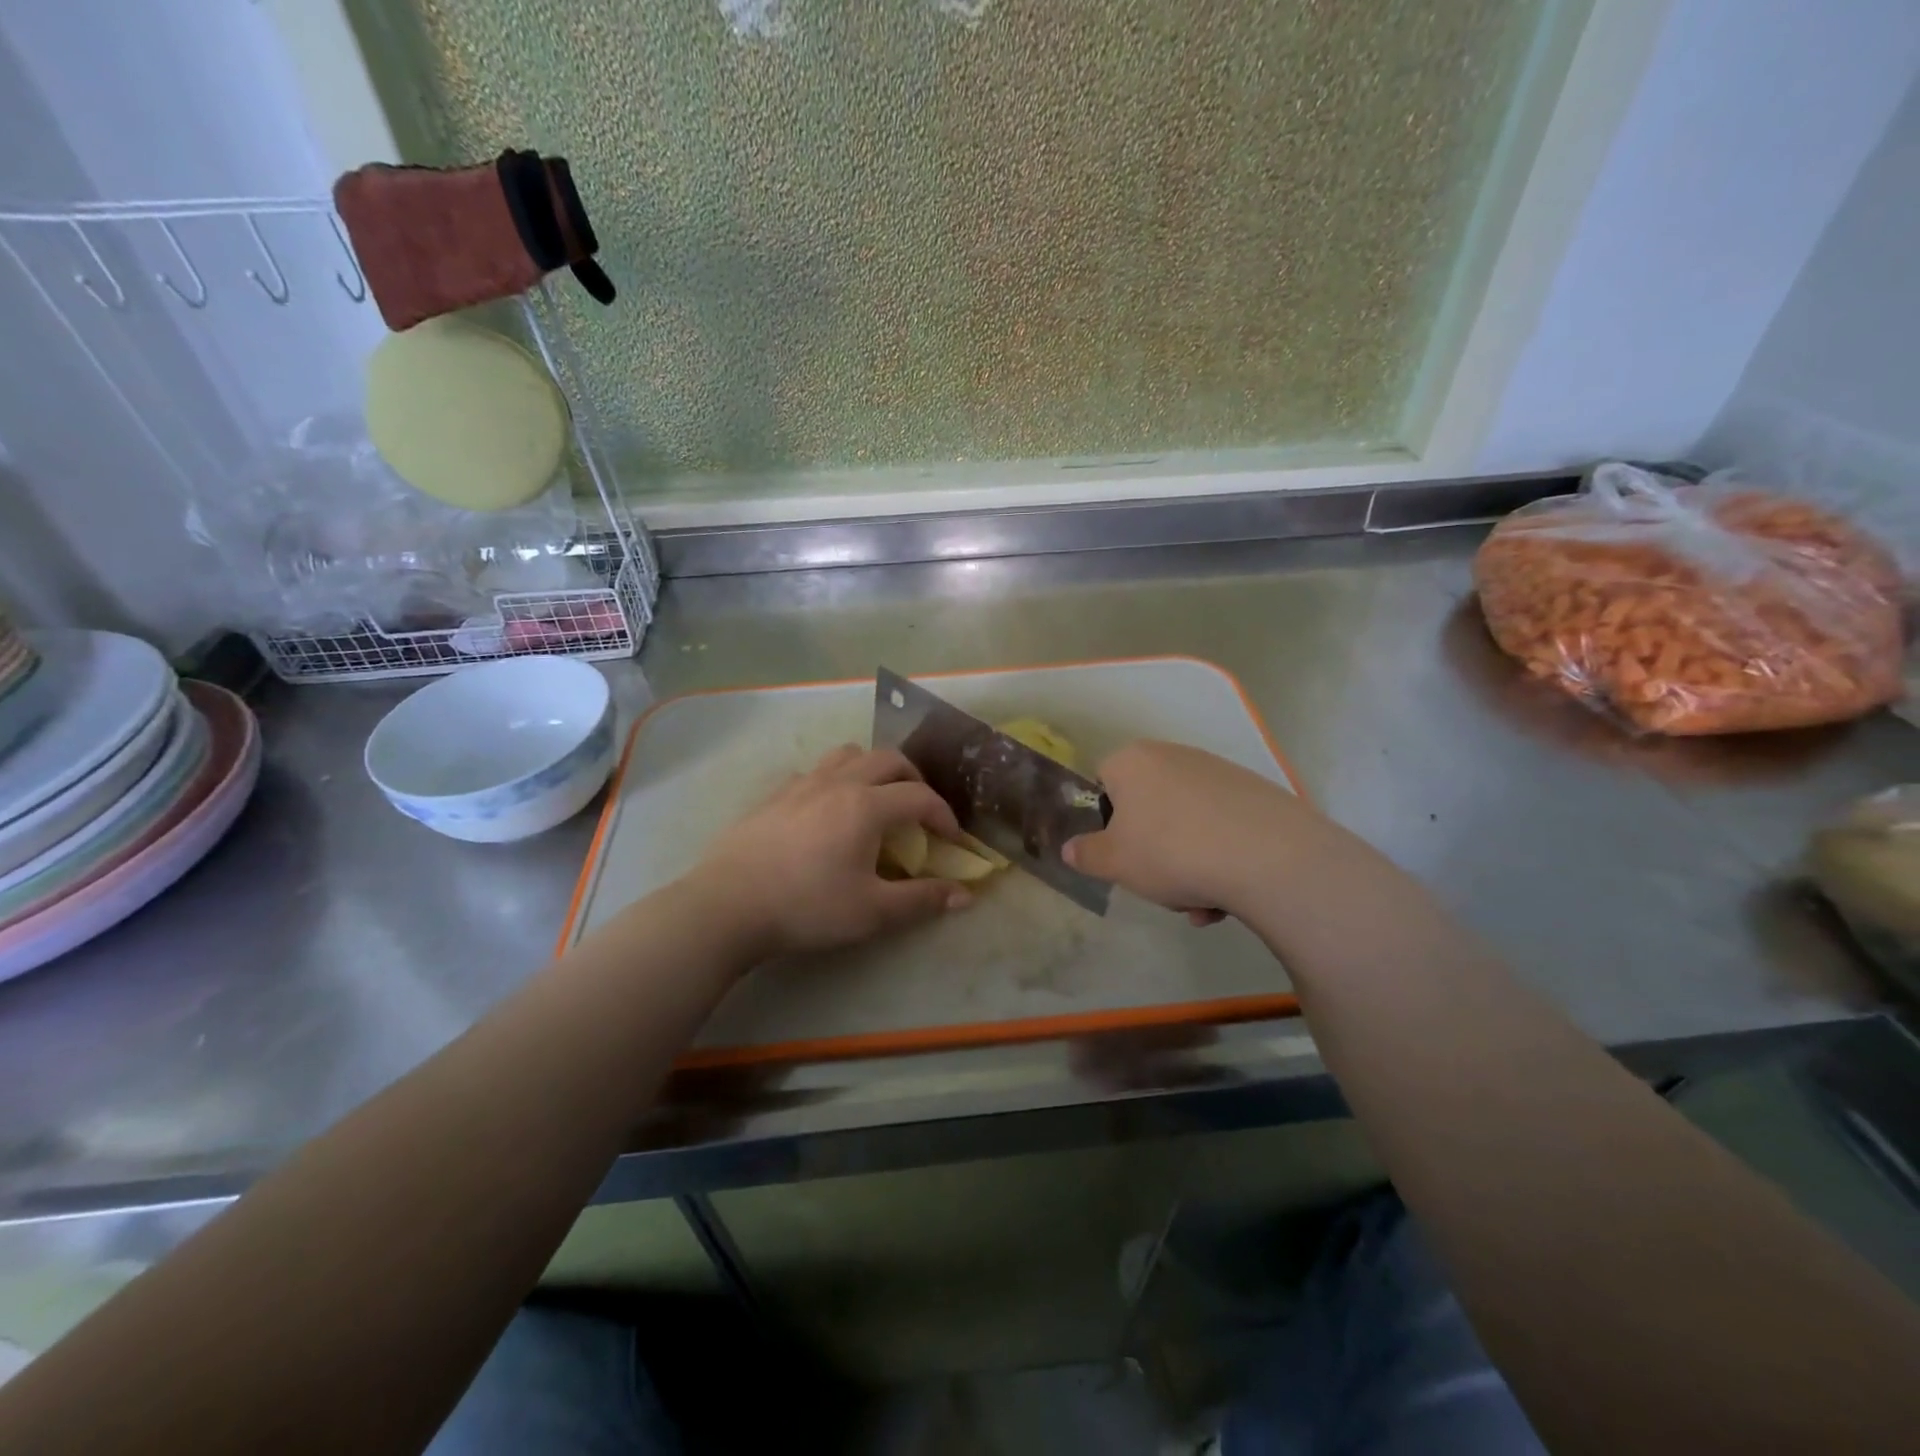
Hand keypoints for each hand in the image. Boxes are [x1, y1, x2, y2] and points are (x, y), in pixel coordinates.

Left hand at [683, 745, 972, 959]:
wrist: (728, 905)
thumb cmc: (807, 908)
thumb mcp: (872, 912)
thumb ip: (921, 900)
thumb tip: (965, 896)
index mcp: (867, 806)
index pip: (920, 797)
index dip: (943, 815)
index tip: (951, 839)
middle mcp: (838, 783)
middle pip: (889, 759)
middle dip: (914, 779)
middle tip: (918, 810)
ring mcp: (802, 784)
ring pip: (849, 753)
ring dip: (873, 768)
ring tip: (876, 798)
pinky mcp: (774, 794)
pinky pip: (816, 771)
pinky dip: (836, 779)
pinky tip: (827, 810)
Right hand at [1064, 741, 1308, 921]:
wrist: (1267, 855)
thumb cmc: (1170, 851)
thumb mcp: (1114, 862)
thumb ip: (1086, 854)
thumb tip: (1070, 848)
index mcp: (1132, 761)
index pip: (1103, 782)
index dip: (1106, 822)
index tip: (1118, 854)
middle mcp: (1174, 755)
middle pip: (1148, 807)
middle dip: (1151, 850)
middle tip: (1160, 885)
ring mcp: (1218, 772)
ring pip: (1186, 824)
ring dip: (1187, 865)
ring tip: (1201, 904)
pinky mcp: (1255, 793)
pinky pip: (1222, 828)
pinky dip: (1219, 859)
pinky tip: (1228, 897)